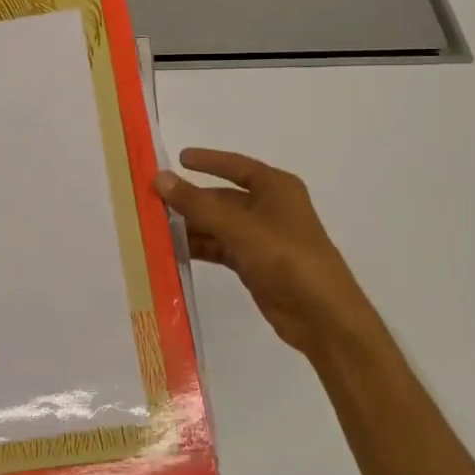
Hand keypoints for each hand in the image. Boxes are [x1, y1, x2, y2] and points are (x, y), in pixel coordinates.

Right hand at [155, 149, 385, 362]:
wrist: (321, 315)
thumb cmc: (285, 257)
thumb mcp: (238, 226)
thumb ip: (196, 203)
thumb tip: (159, 177)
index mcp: (275, 187)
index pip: (235, 166)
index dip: (207, 161)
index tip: (177, 159)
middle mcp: (270, 208)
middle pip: (223, 198)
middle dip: (191, 200)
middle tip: (152, 201)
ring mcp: (263, 238)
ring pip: (220, 225)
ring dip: (192, 226)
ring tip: (155, 227)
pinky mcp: (256, 264)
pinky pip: (222, 248)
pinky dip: (201, 248)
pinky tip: (174, 251)